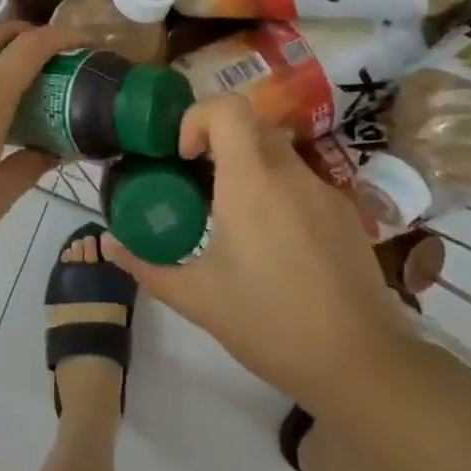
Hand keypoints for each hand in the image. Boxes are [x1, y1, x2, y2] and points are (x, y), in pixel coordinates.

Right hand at [103, 95, 410, 413]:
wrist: (361, 363)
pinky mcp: (346, 214)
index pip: (228, 108)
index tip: (183, 157)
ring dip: (248, 169)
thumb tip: (109, 245)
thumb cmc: (270, 323)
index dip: (198, 118)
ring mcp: (325, 191)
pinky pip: (301, 182)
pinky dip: (277, 192)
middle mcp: (290, 173)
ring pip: (277, 154)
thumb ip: (147, 266)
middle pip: (251, 125)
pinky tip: (274, 245)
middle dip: (217, 143)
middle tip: (197, 183)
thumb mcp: (197, 298)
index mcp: (252, 181)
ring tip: (232, 219)